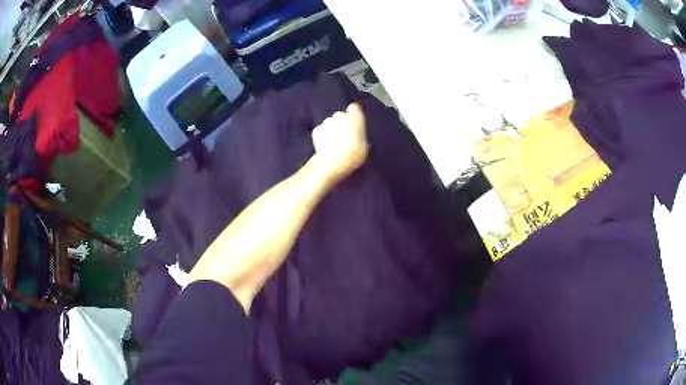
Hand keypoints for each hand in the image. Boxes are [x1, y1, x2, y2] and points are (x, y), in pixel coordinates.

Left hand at [311, 103, 368, 182]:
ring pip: (329, 123)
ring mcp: (327, 122)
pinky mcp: (317, 130)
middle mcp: (340, 116)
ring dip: (331, 129)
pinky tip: (325, 145)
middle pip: (340, 115)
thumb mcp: (365, 147)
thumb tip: (363, 140)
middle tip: (343, 135)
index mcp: (355, 117)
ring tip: (333, 142)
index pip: (354, 108)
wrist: (335, 162)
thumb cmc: (355, 154)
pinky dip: (322, 136)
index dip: (353, 113)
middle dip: (341, 123)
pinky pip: (320, 131)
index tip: (353, 120)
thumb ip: (362, 138)